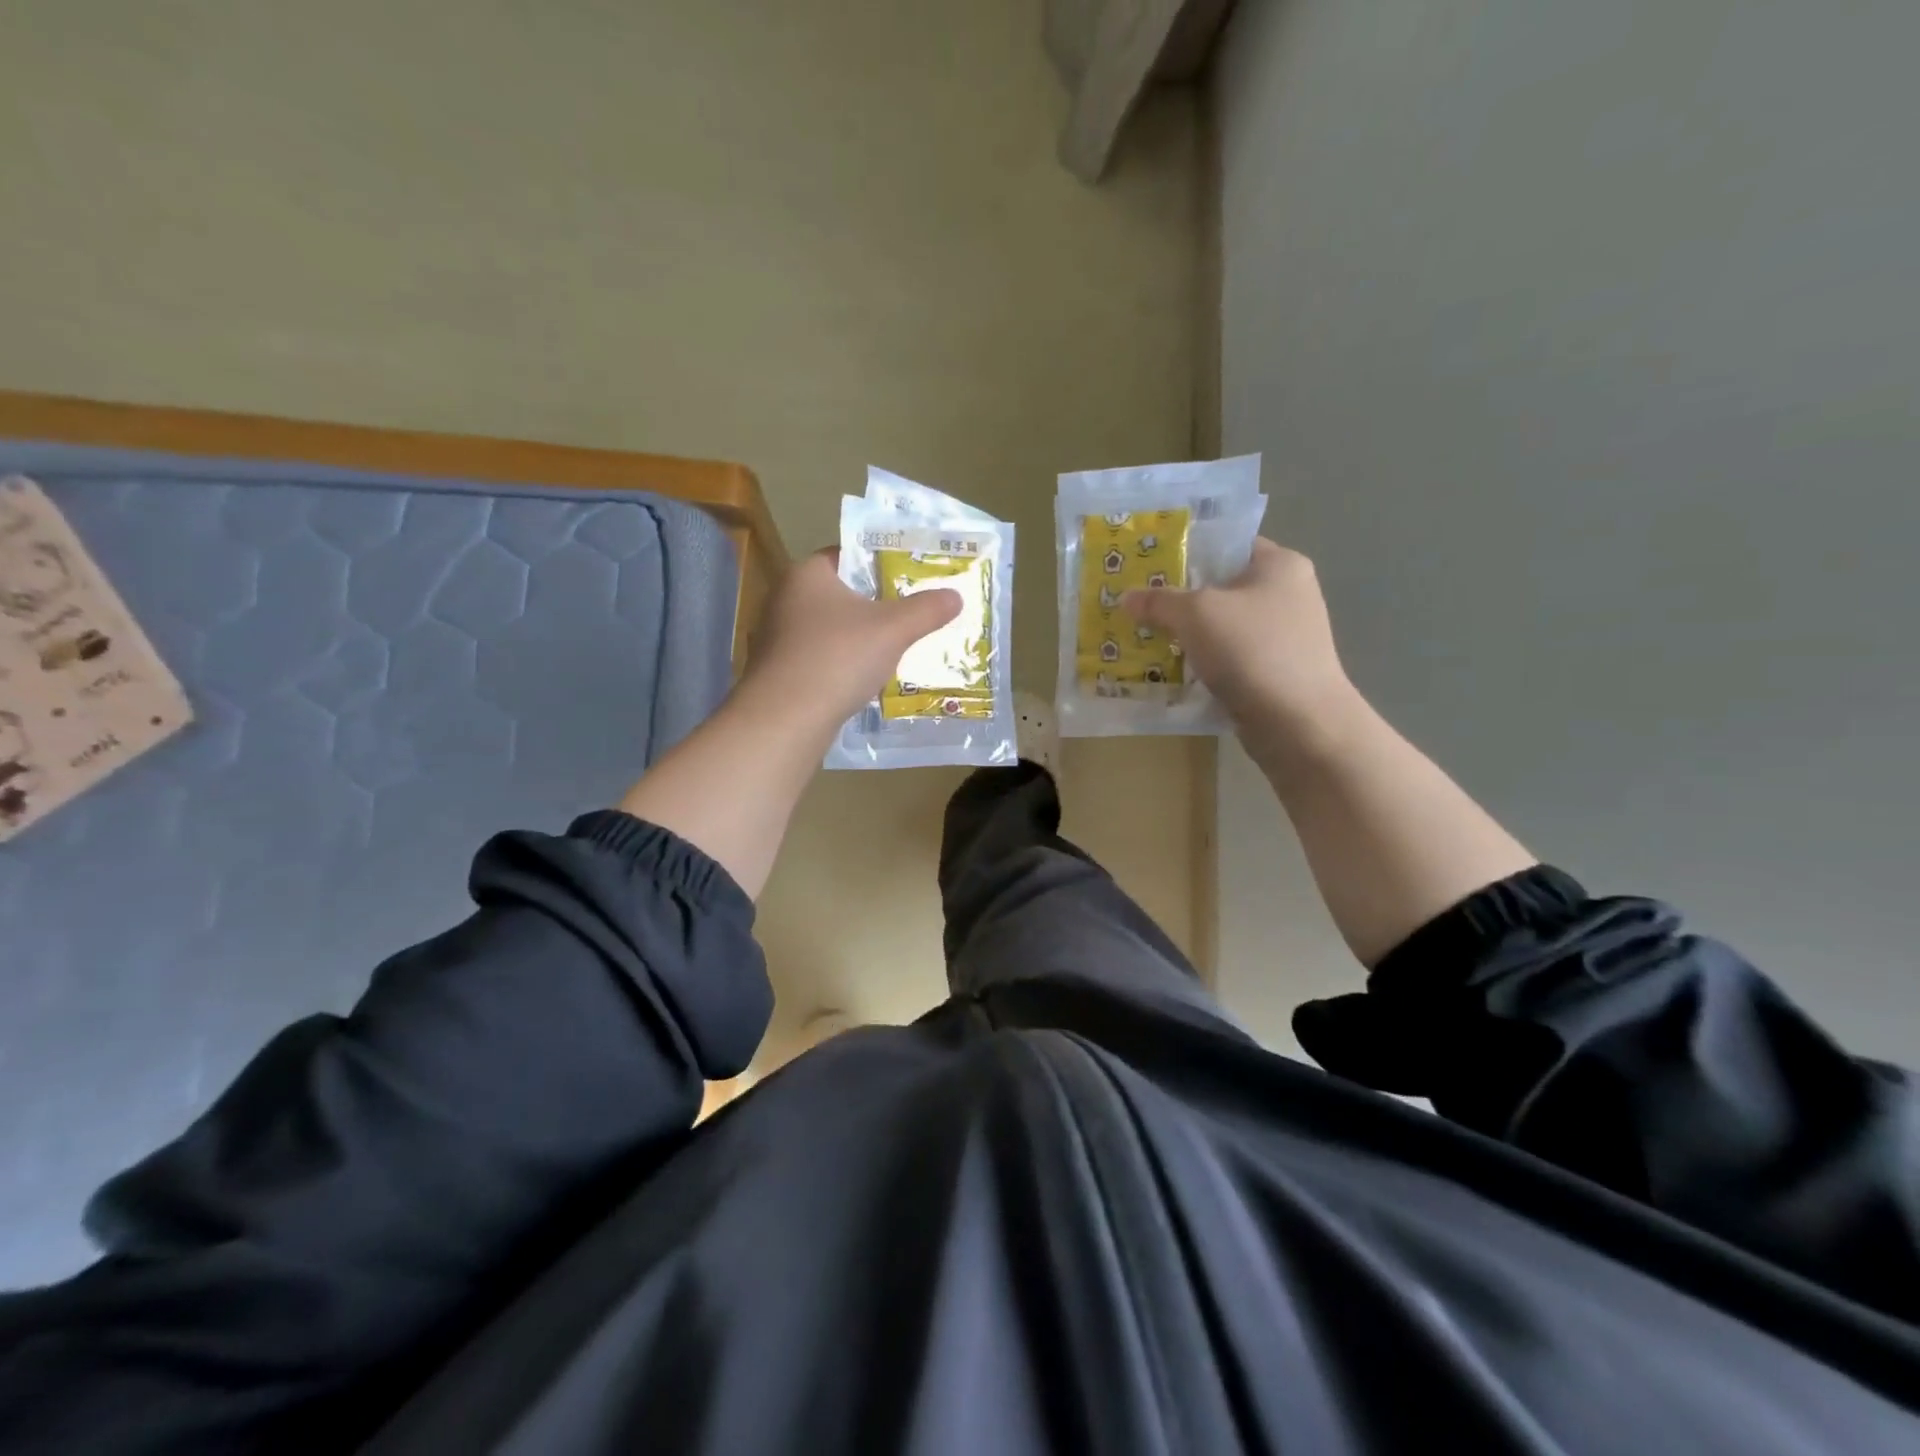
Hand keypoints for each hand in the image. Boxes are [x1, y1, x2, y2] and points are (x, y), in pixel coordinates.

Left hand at [738, 548, 961, 732]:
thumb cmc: (838, 658)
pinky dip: (843, 664)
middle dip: (875, 604)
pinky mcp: (780, 671)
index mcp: (808, 574)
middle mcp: (786, 598)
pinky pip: (821, 658)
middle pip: (841, 594)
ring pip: (831, 629)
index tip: (911, 576)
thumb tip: (955, 596)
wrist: (786, 719)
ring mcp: (778, 637)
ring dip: (860, 638)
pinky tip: (866, 679)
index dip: (881, 562)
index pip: (847, 555)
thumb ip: (926, 610)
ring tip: (896, 647)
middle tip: (912, 613)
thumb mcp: (893, 630)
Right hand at [1123, 538, 1359, 758]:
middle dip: (1179, 598)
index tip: (1149, 566)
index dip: (1187, 551)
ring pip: (1222, 626)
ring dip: (1187, 634)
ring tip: (1146, 638)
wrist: (1298, 723)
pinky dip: (1203, 662)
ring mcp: (1284, 636)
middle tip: (1138, 604)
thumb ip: (1159, 601)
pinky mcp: (1275, 671)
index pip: (1227, 545)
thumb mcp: (1195, 614)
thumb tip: (1127, 597)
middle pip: (1221, 587)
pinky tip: (1172, 670)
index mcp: (1279, 565)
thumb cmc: (1252, 650)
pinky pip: (1228, 658)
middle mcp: (1288, 594)